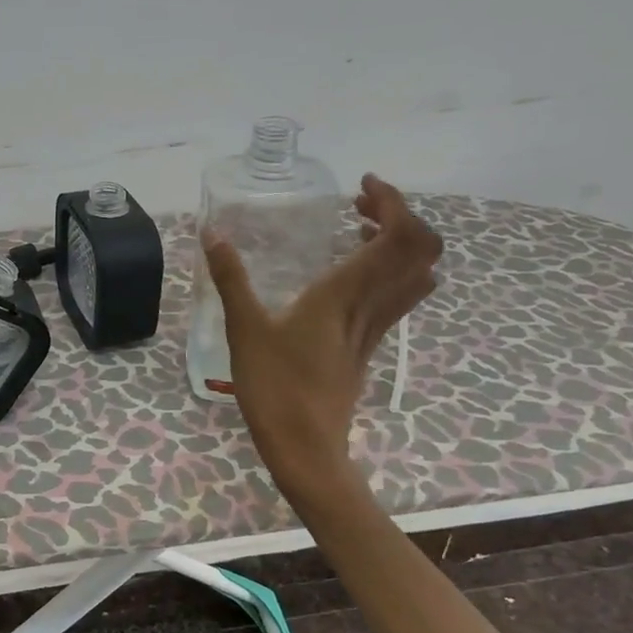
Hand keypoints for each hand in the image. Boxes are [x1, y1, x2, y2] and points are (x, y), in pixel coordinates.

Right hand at [203, 174, 440, 507]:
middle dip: (400, 216)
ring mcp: (374, 328)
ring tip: (358, 231)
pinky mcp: (367, 345)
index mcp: (345, 294)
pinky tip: (348, 275)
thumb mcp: (244, 329)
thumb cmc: (273, 387)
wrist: (305, 446)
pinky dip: (388, 271)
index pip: (400, 236)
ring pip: (415, 275)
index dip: (394, 201)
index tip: (361, 186)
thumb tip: (212, 233)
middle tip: (359, 206)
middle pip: (421, 250)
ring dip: (399, 243)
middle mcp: (371, 305)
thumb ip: (231, 278)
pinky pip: (397, 297)